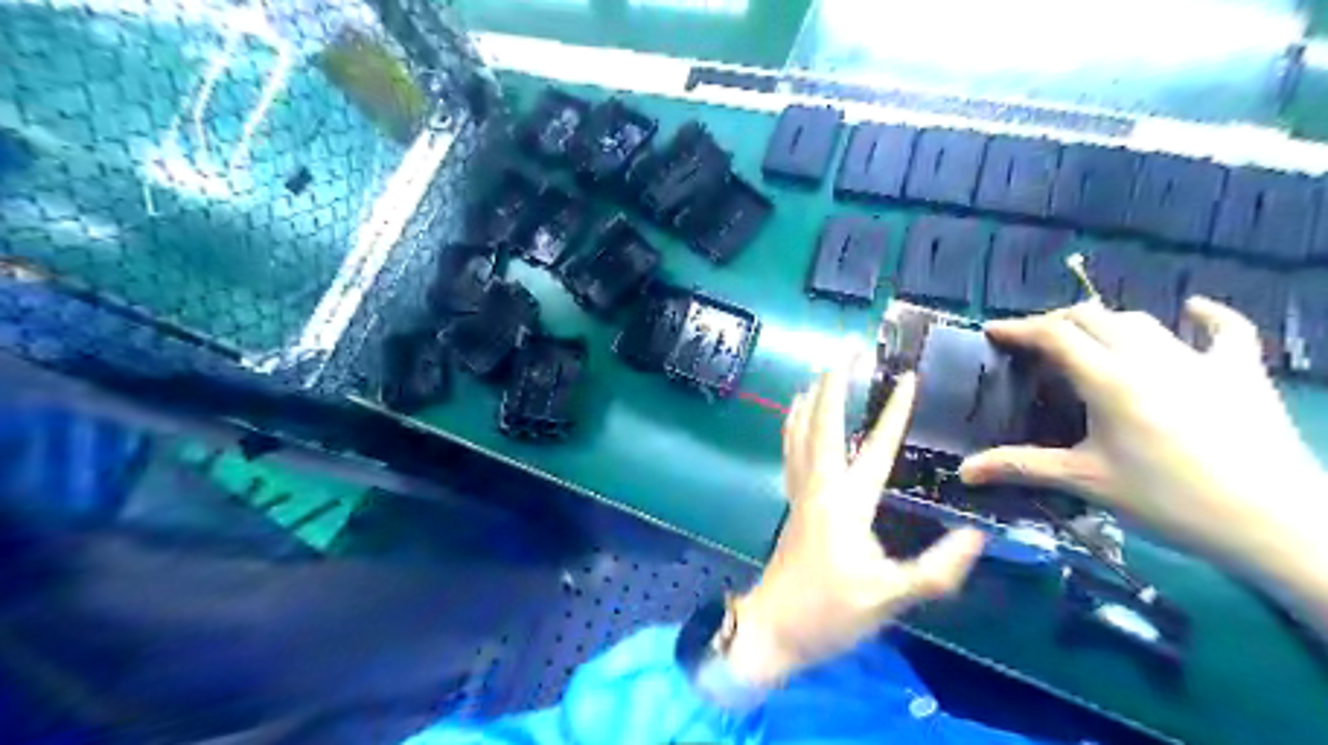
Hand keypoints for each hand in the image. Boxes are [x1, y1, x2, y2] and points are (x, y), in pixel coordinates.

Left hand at [724, 365, 982, 683]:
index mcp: (845, 503)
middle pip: (822, 424)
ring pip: (798, 433)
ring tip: (817, 373)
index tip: (908, 377)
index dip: (893, 412)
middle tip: (844, 349)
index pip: (874, 448)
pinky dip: (794, 427)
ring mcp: (800, 493)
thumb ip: (936, 570)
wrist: (771, 629)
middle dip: (833, 382)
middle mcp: (818, 487)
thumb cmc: (828, 613)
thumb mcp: (889, 598)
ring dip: (809, 399)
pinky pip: (791, 452)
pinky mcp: (792, 504)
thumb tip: (977, 535)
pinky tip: (796, 422)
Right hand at [961, 297, 1321, 586]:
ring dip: (1105, 322)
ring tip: (1086, 339)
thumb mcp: (1086, 482)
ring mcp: (1199, 360)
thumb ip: (1021, 467)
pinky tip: (1193, 308)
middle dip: (1055, 322)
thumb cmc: (1169, 500)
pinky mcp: (1241, 371)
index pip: (1054, 335)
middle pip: (1092, 318)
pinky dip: (1205, 315)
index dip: (1018, 328)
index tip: (992, 331)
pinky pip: (1225, 329)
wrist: (1274, 522)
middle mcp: (1149, 357)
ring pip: (1140, 321)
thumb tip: (963, 472)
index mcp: (1109, 380)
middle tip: (1032, 344)